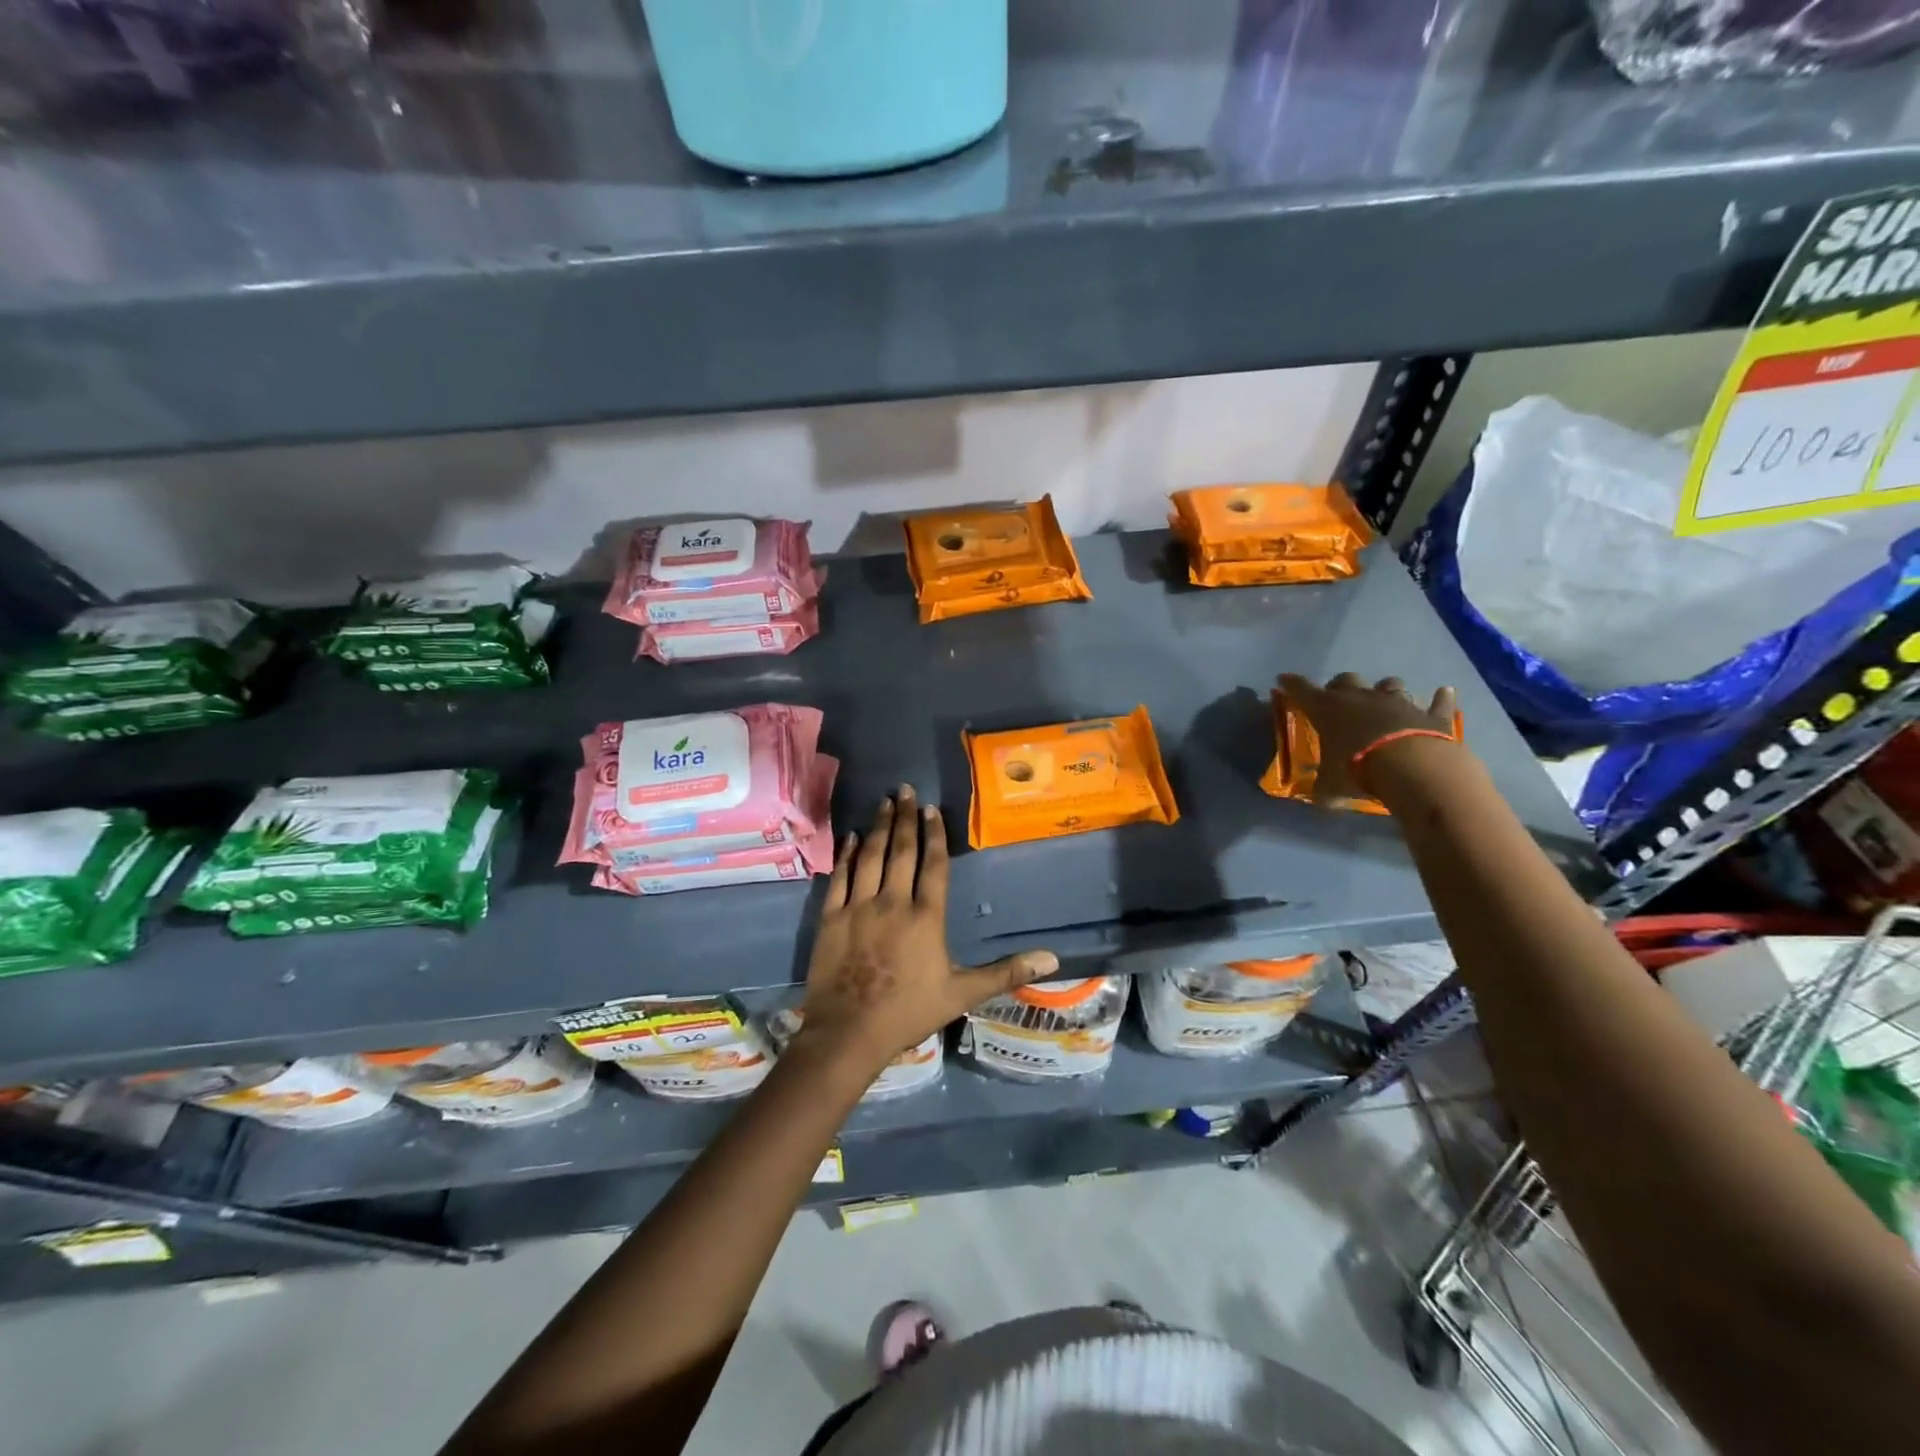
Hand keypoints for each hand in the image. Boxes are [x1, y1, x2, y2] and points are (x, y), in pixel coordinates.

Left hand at [798, 785, 1058, 1077]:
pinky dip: (847, 855)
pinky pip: (840, 877)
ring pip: (871, 857)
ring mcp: (859, 907)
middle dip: (906, 818)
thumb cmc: (909, 1012)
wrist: (849, 1032)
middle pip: (902, 851)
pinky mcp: (831, 917)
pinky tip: (852, 838)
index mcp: (926, 917)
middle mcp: (893, 902)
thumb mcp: (963, 993)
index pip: (933, 865)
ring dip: (880, 828)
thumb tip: (1053, 959)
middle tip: (906, 790)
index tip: (932, 810)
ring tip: (885, 803)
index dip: (934, 835)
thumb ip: (1006, 972)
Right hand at [1278, 672, 1459, 804]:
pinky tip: (1443, 692)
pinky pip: (1437, 702)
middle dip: (1341, 687)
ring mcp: (1398, 703)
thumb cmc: (1357, 770)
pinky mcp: (1430, 715)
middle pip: (1346, 680)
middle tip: (1339, 700)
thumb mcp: (1330, 785)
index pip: (1302, 691)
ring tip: (1384, 701)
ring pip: (1389, 684)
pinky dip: (1440, 698)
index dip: (1291, 684)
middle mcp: (1361, 698)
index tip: (1283, 679)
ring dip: (1384, 690)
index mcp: (1328, 710)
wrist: (1411, 766)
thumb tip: (1322, 799)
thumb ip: (1325, 788)